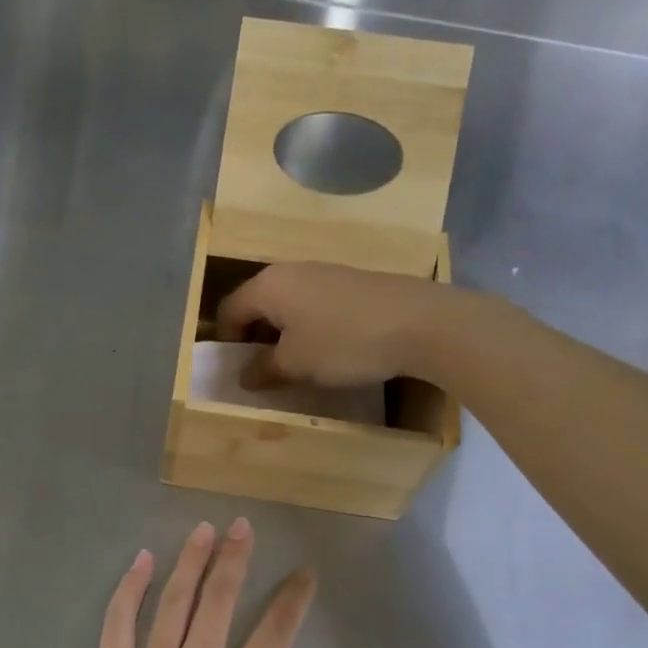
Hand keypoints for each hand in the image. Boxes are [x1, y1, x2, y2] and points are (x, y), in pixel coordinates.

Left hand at [62, 520, 345, 647]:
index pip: (275, 632)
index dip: (293, 598)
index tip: (304, 571)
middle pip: (220, 599)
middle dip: (235, 558)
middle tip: (242, 525)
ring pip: (174, 601)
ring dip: (191, 560)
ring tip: (202, 529)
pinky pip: (119, 621)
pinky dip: (130, 587)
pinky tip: (142, 560)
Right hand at [215, 262, 452, 389]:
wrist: (421, 322)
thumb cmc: (344, 342)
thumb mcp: (296, 364)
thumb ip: (263, 369)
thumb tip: (244, 376)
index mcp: (268, 286)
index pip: (229, 310)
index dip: (226, 341)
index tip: (237, 370)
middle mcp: (291, 271)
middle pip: (258, 304)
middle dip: (255, 338)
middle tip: (264, 370)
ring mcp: (324, 272)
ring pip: (288, 304)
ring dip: (284, 333)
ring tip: (298, 363)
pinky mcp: (351, 281)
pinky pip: (314, 303)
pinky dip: (310, 326)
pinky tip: (330, 349)